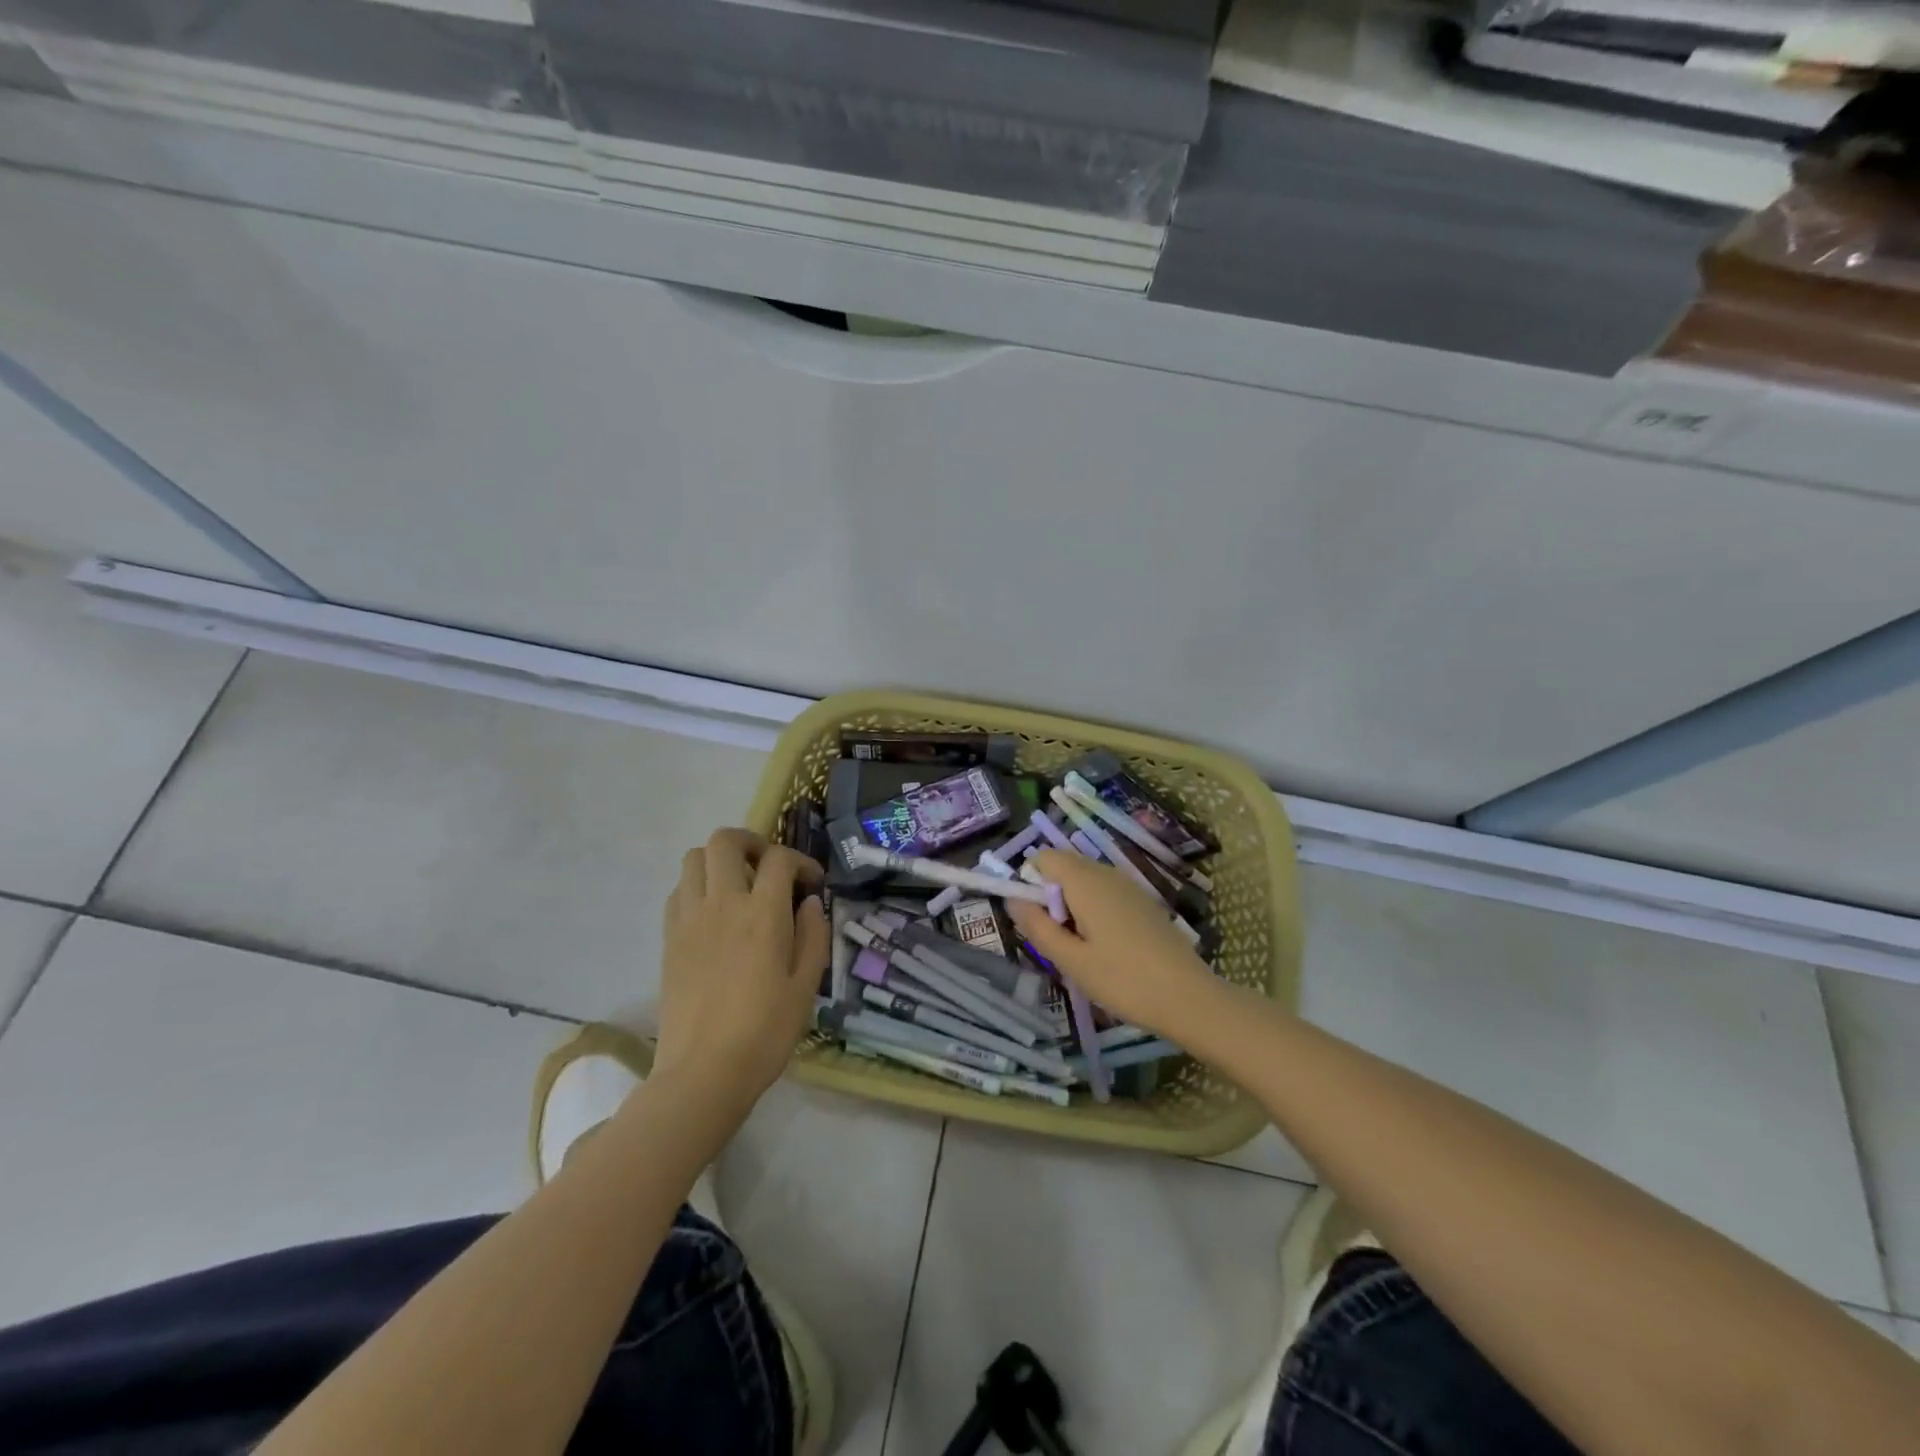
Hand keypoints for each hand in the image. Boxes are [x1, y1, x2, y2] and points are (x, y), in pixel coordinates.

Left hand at [653, 828, 828, 1119]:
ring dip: (720, 861)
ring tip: (739, 886)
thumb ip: (813, 936)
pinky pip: (679, 891)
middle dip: (752, 843)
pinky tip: (714, 914)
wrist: (703, 1073)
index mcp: (763, 914)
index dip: (800, 862)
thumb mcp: (806, 986)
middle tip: (769, 868)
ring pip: (694, 858)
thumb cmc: (765, 1032)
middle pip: (726, 841)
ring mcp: (689, 919)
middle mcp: (723, 904)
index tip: (812, 883)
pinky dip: (698, 887)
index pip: (779, 859)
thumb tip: (810, 903)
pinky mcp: (669, 938)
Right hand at [1008, 849, 1218, 1039]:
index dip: (1029, 882)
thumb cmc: (1124, 980)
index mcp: (1085, 881)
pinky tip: (1105, 949)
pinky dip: (1093, 911)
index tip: (1034, 920)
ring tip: (1080, 950)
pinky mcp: (1143, 902)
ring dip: (1071, 906)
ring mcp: (1129, 886)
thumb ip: (1037, 926)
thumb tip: (1012, 899)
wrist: (1190, 998)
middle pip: (1064, 867)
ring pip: (1085, 882)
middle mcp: (1106, 873)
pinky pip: (1105, 893)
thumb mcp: (1071, 960)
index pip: (1043, 857)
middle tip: (1057, 941)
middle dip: (1050, 896)